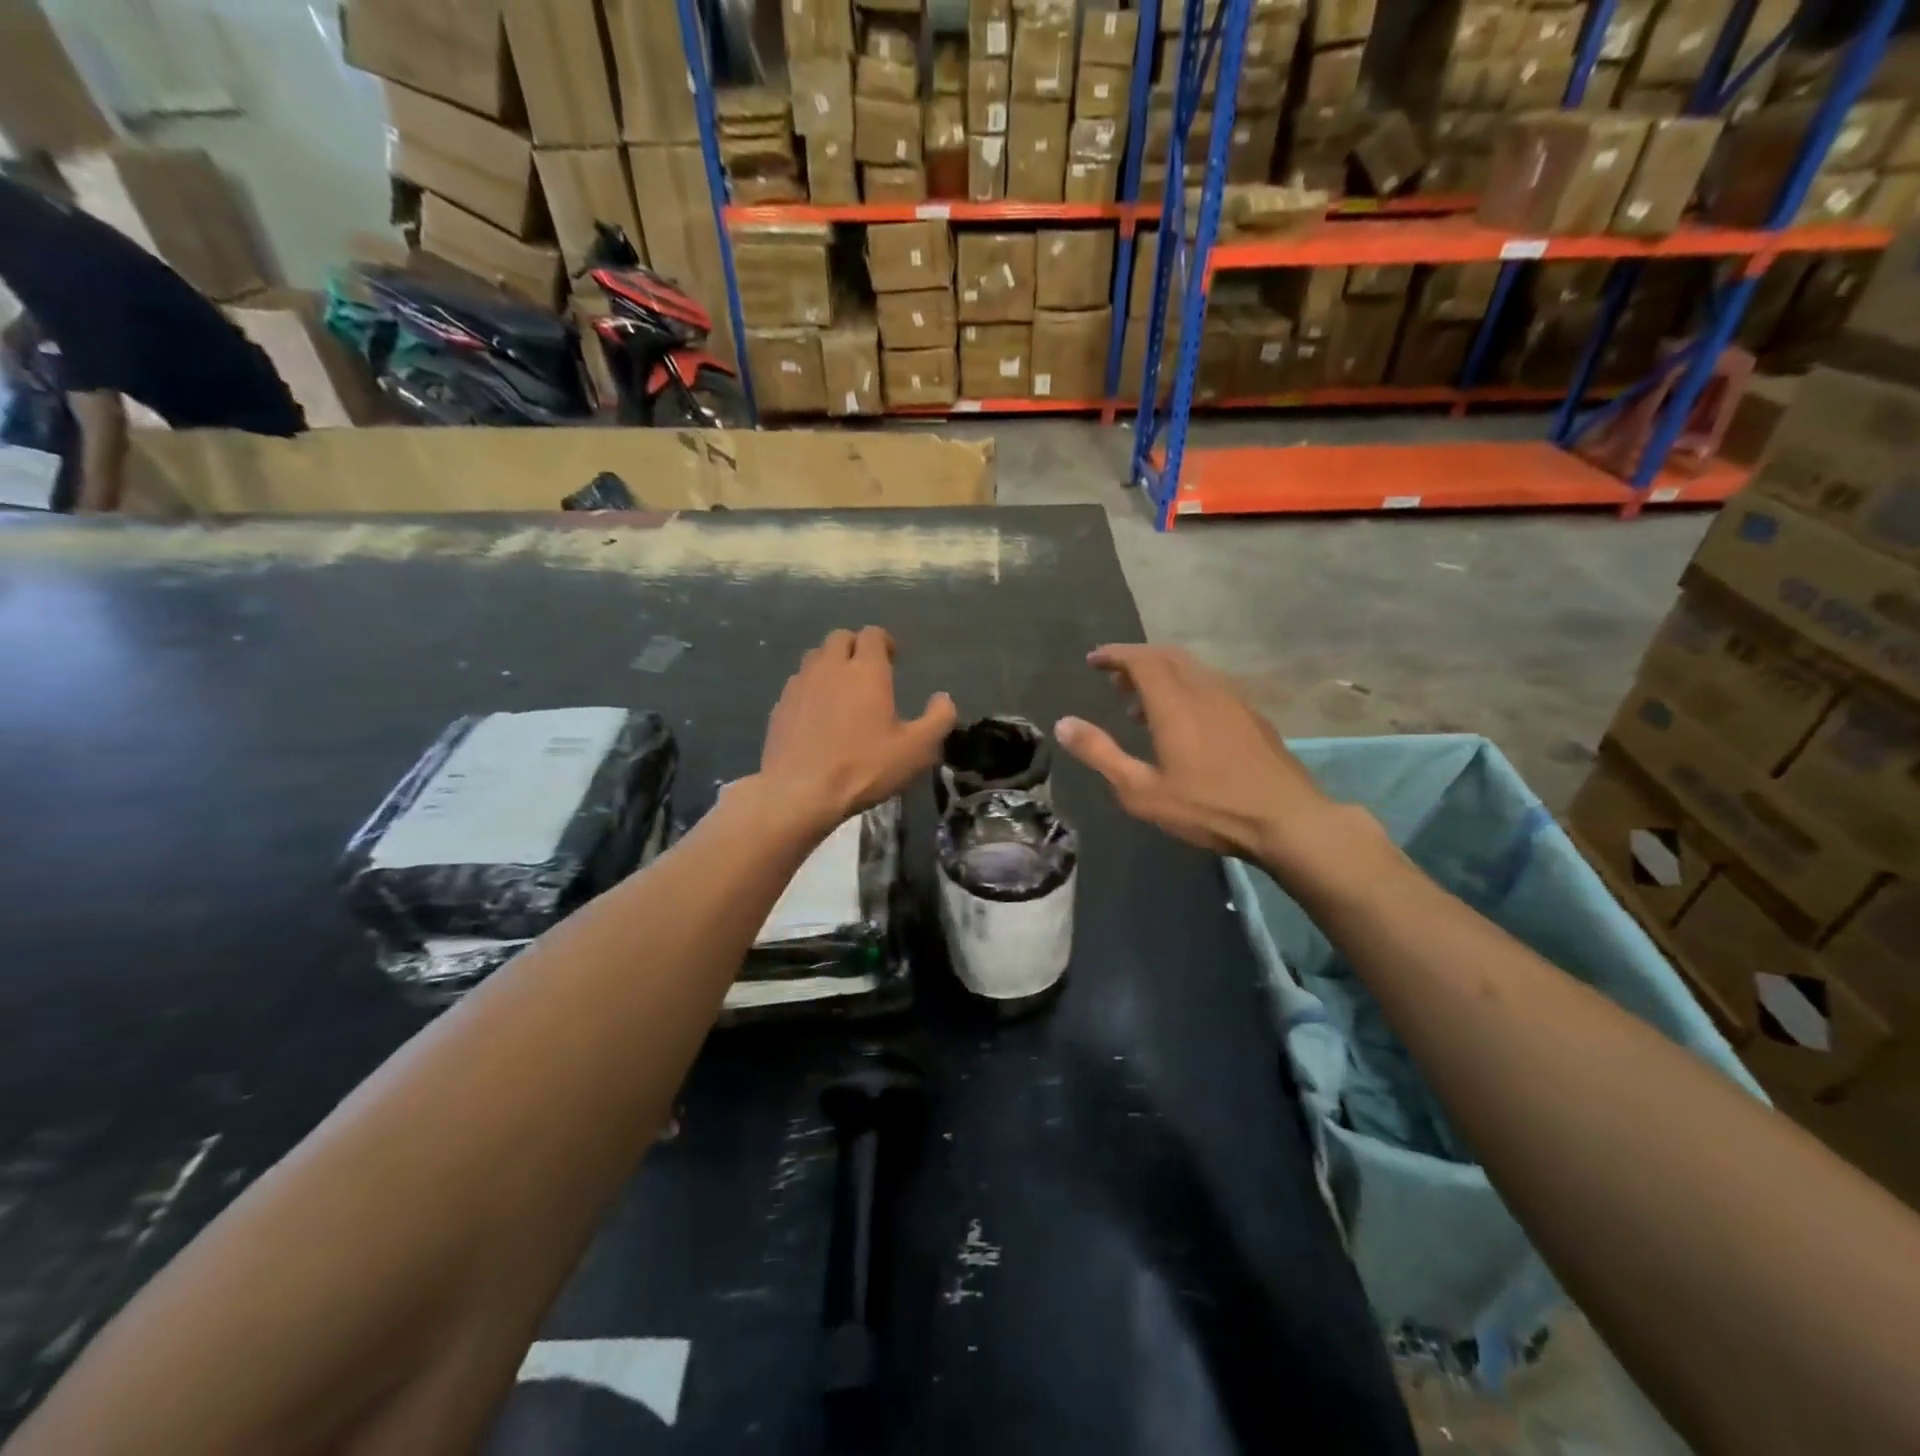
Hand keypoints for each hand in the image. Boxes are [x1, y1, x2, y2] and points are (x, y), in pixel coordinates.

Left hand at [759, 628, 956, 833]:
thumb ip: (938, 719)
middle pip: (840, 638)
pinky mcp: (779, 706)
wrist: (800, 792)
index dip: (884, 642)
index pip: (872, 634)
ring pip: (814, 658)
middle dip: (855, 647)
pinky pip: (797, 684)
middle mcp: (830, 667)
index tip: (892, 659)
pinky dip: (810, 689)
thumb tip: (943, 698)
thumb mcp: (916, 750)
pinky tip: (817, 715)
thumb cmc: (864, 767)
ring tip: (841, 690)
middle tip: (867, 672)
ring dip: (830, 665)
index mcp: (866, 670)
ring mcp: (799, 685)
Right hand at [1054, 644, 1344, 867]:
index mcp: (1176, 703)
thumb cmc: (1209, 807)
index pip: (1141, 660)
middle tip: (1114, 681)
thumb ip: (1101, 754)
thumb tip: (1063, 724)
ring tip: (1141, 705)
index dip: (1115, 655)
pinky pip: (1211, 686)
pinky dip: (1186, 689)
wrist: (1287, 820)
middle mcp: (1205, 690)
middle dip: (1137, 661)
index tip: (1093, 660)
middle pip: (1168, 657)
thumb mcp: (1142, 790)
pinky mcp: (1252, 717)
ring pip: (1192, 670)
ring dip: (1162, 676)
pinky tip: (1184, 723)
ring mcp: (1234, 701)